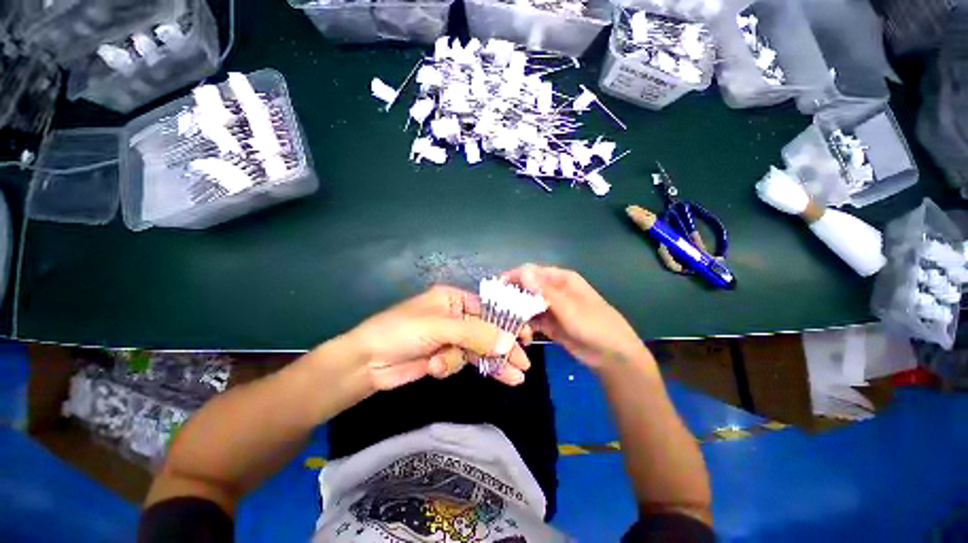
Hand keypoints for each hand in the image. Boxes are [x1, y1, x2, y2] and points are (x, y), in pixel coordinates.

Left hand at [344, 285, 533, 390]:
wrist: (365, 363)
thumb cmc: (401, 332)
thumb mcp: (440, 327)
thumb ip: (476, 334)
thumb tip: (508, 342)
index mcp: (453, 299)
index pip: (487, 309)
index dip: (506, 323)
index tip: (526, 336)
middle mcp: (454, 316)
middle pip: (486, 331)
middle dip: (503, 348)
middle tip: (523, 365)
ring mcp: (449, 338)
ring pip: (476, 349)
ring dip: (487, 363)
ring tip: (513, 379)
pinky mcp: (443, 356)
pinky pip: (460, 362)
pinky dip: (453, 367)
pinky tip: (438, 370)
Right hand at [503, 264, 648, 370]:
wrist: (612, 356)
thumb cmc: (595, 326)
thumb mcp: (569, 308)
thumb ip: (545, 291)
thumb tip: (523, 271)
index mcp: (560, 279)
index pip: (531, 272)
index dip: (513, 277)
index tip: (496, 288)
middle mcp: (553, 290)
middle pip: (527, 288)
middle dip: (513, 298)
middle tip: (498, 311)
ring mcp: (551, 308)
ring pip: (527, 305)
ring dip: (518, 314)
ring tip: (509, 326)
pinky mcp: (549, 324)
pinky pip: (532, 320)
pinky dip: (525, 326)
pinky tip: (522, 335)